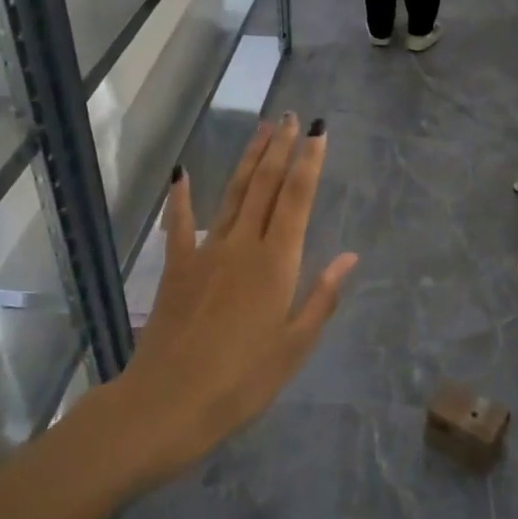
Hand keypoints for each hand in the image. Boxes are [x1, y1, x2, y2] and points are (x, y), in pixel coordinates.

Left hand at [119, 115, 358, 478]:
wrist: (168, 402)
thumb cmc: (243, 380)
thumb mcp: (295, 346)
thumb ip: (322, 296)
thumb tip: (349, 257)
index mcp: (276, 262)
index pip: (297, 199)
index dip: (309, 162)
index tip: (318, 131)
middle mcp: (243, 245)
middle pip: (265, 185)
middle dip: (280, 148)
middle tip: (291, 116)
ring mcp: (206, 252)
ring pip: (232, 194)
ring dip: (248, 159)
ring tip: (261, 128)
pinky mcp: (177, 267)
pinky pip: (180, 224)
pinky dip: (181, 197)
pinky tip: (182, 173)